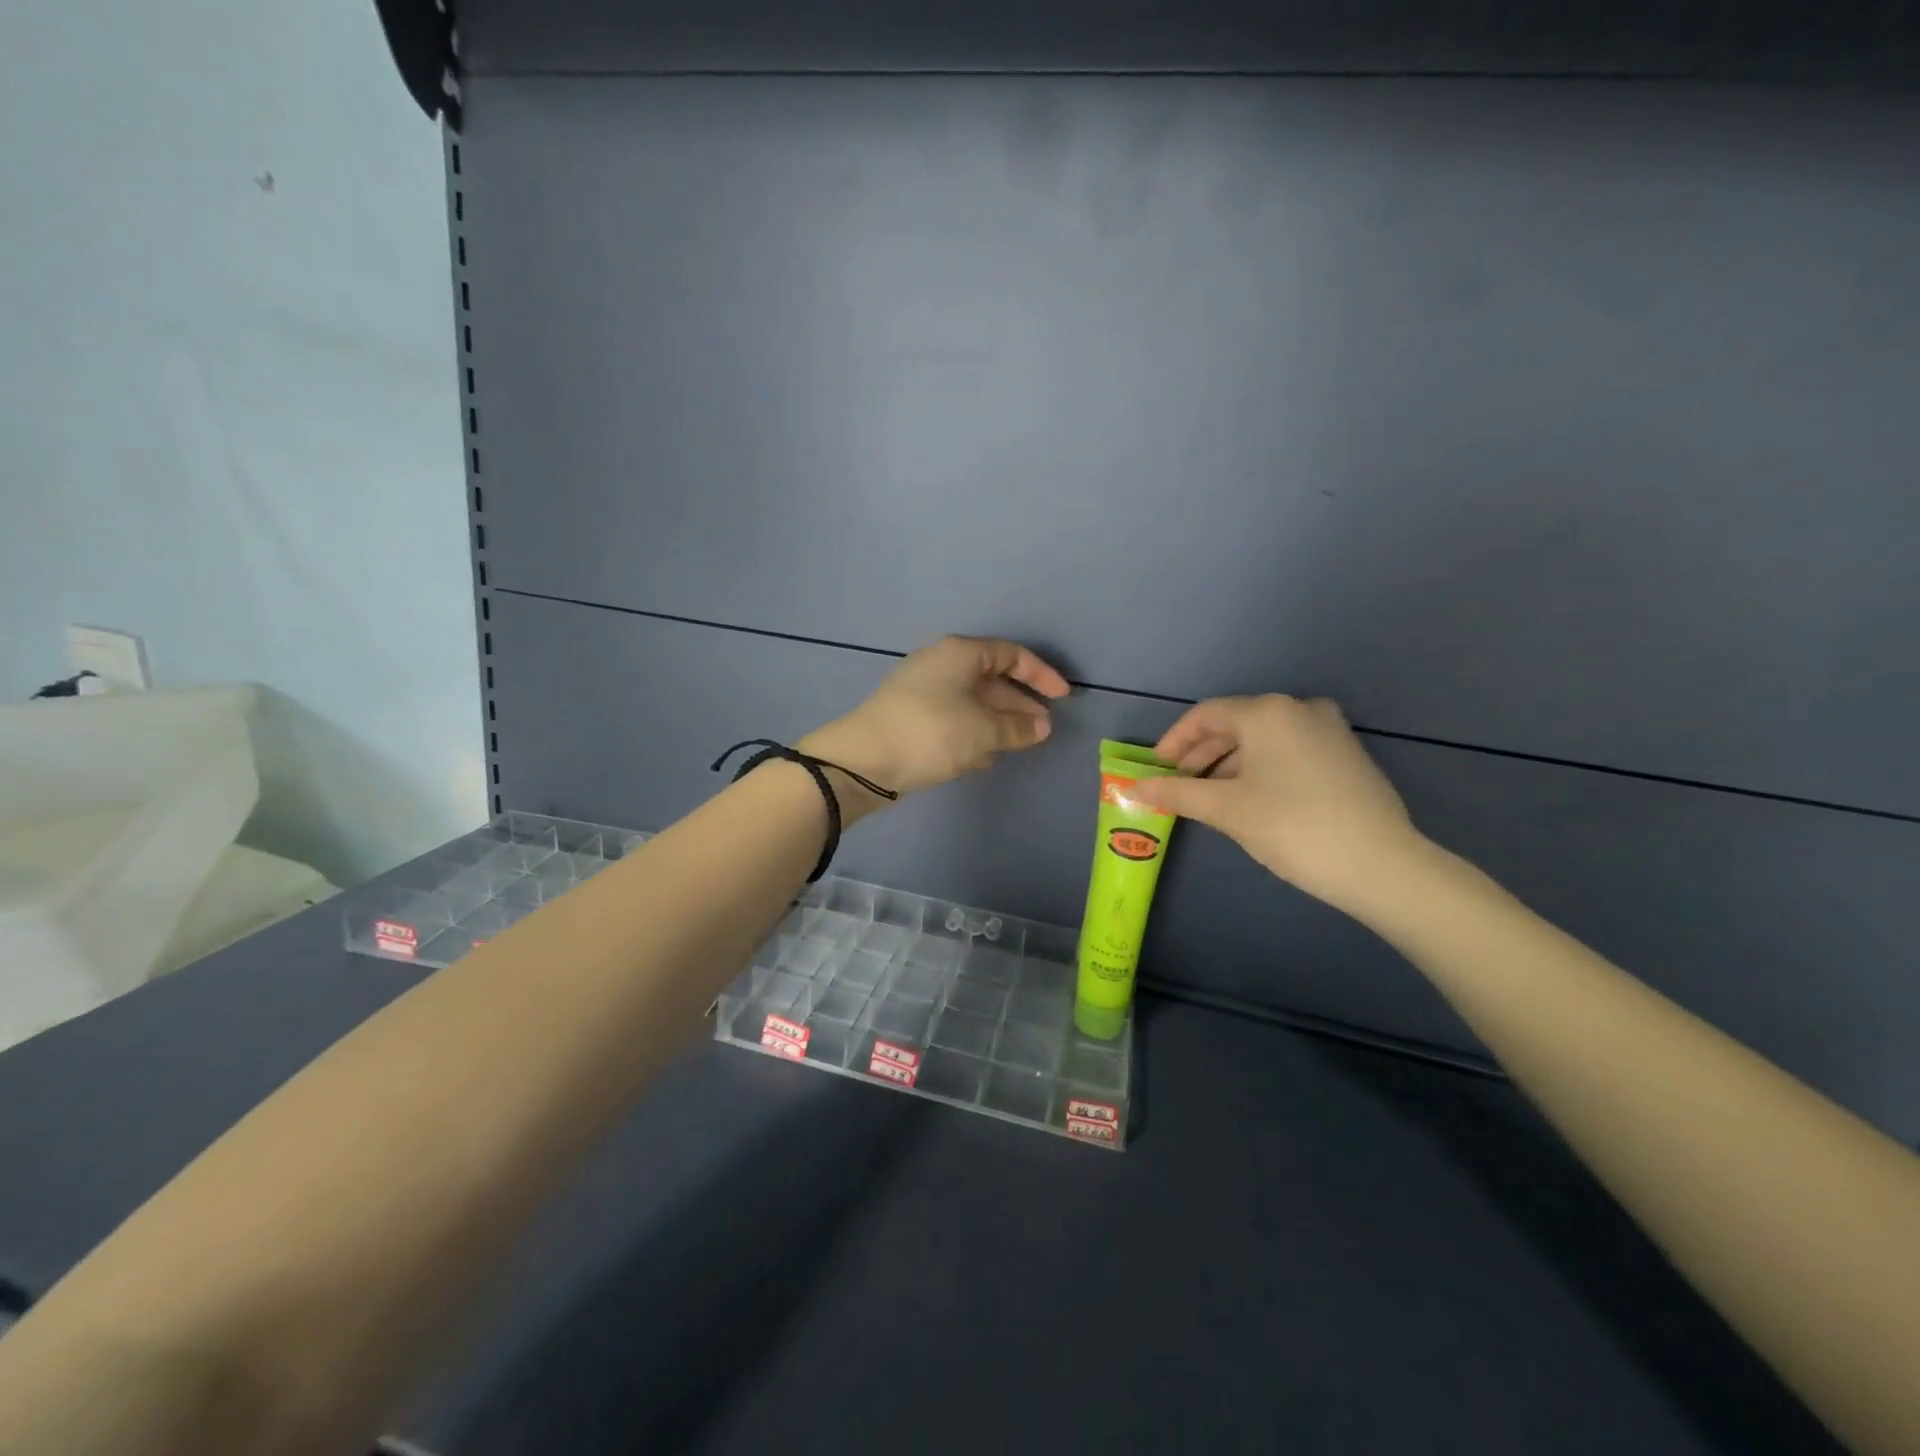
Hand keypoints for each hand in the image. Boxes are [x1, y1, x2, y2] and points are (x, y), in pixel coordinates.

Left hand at [799, 636, 1070, 806]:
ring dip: (998, 721)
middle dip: (1020, 703)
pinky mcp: (912, 717)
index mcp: (961, 654)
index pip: (1012, 654)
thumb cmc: (932, 733)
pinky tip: (986, 757)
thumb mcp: (983, 731)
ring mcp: (924, 690)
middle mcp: (942, 664)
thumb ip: (1018, 728)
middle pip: (992, 677)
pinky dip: (974, 733)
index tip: (1064, 698)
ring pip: (973, 701)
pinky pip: (954, 718)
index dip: (1042, 674)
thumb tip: (1042, 726)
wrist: (864, 760)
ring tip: (1021, 744)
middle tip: (1044, 728)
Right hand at [1134, 695, 1427, 916]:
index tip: (1154, 770)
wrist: (1380, 864)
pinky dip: (1260, 769)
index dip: (1173, 742)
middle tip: (1176, 786)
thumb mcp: (1226, 809)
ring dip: (1228, 764)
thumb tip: (1134, 787)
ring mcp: (1329, 730)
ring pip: (1262, 740)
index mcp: (1268, 712)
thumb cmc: (1292, 826)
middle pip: (1234, 725)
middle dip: (1200, 755)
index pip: (1205, 715)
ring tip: (1207, 798)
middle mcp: (1299, 709)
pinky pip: (1288, 751)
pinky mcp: (1346, 755)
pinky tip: (1249, 799)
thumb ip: (1176, 793)